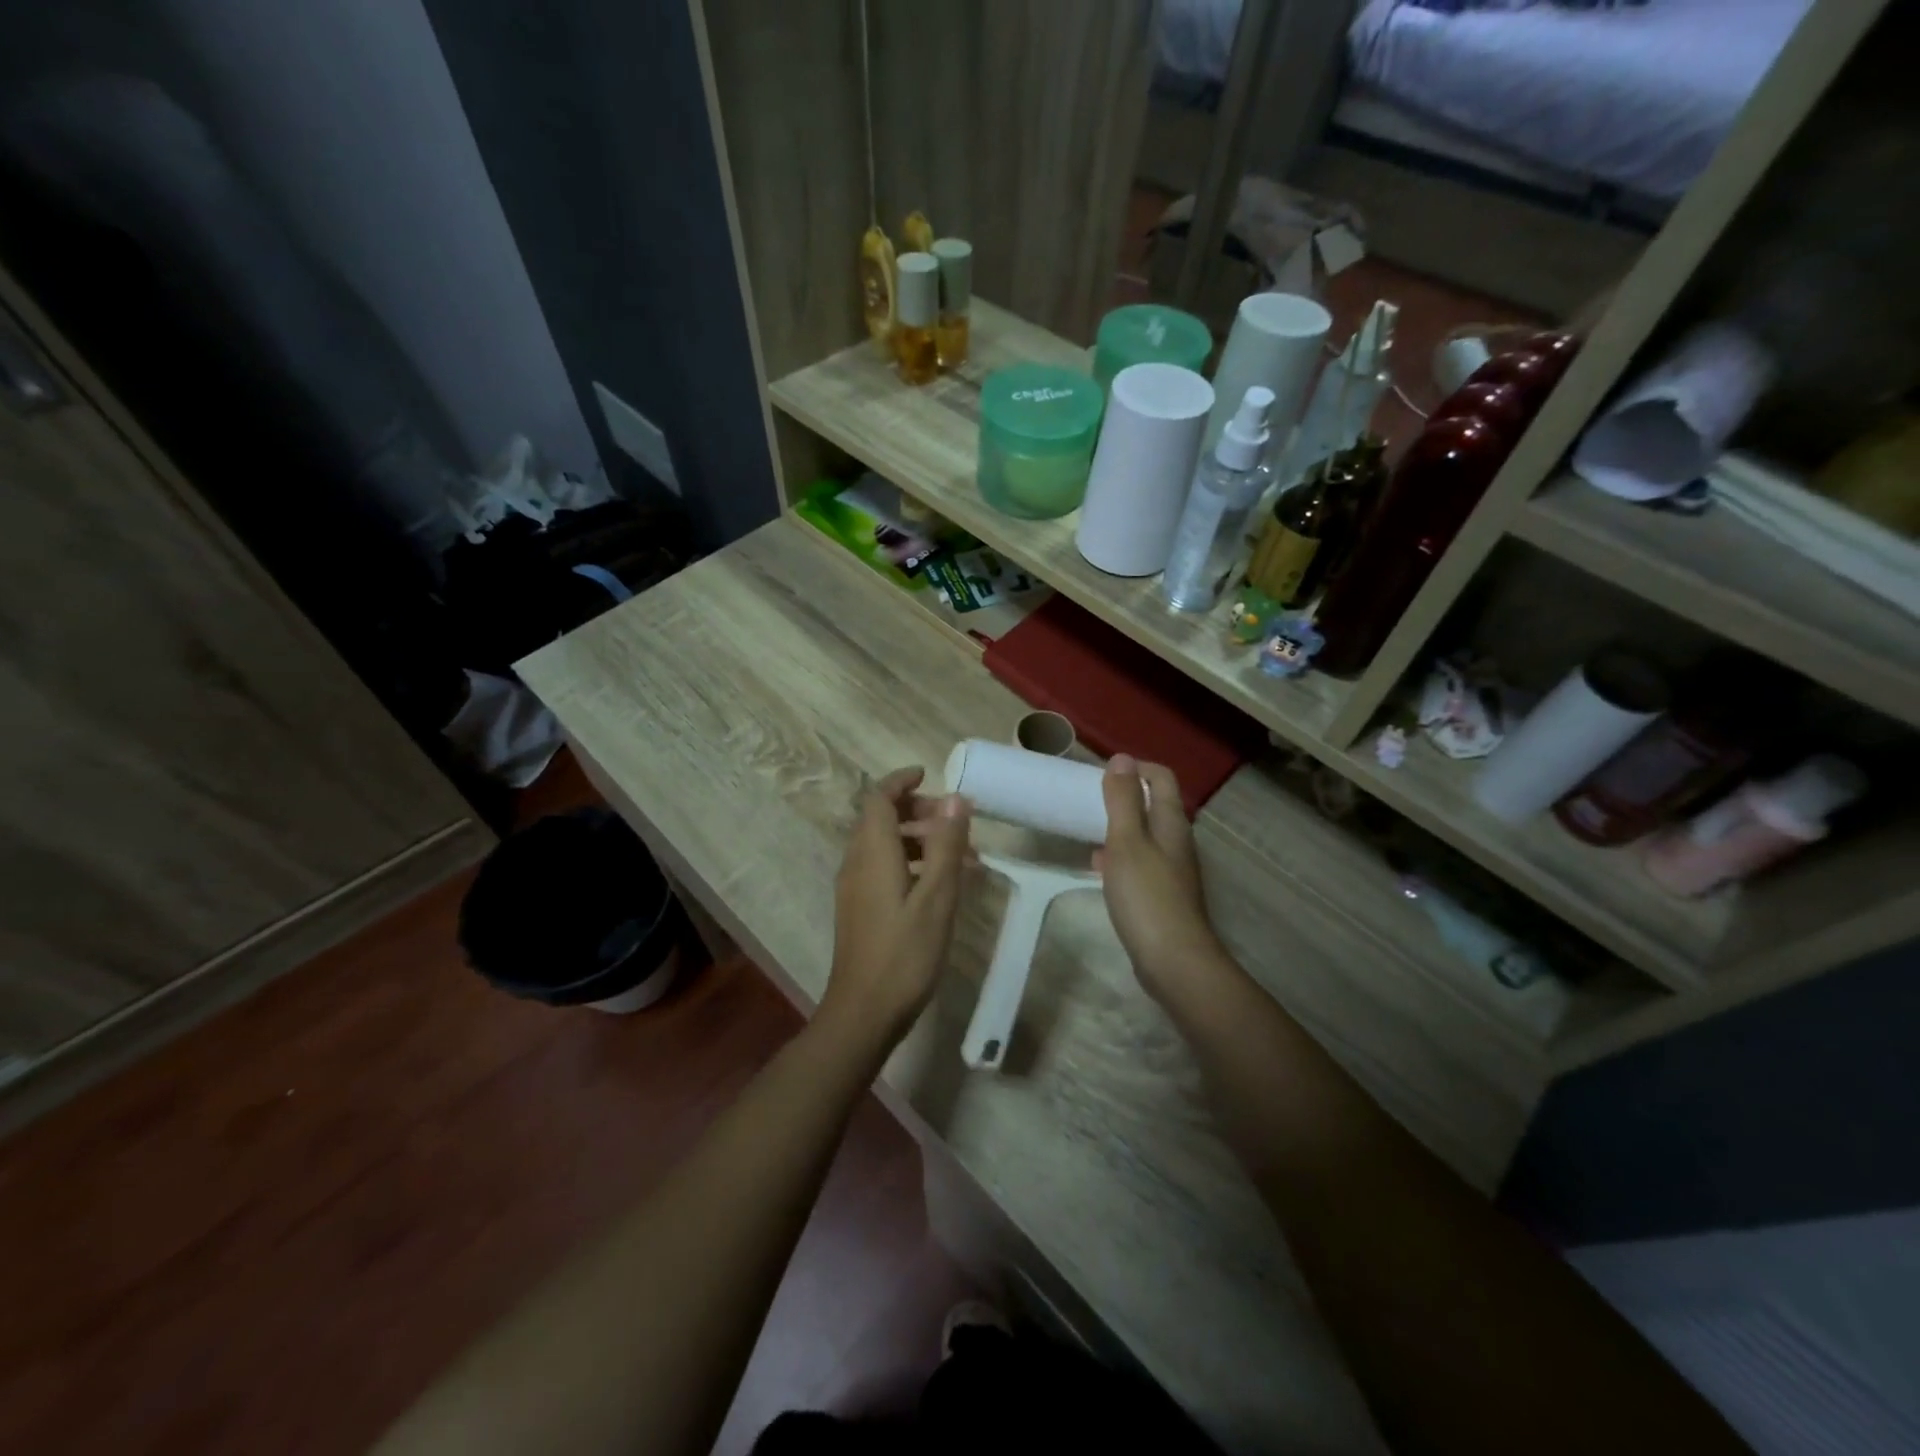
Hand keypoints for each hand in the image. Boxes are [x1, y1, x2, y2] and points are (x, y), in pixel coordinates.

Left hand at [820, 767, 971, 1049]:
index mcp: (872, 853)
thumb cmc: (904, 954)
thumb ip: (946, 845)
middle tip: (956, 821)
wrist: (863, 1012)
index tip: (929, 775)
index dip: (901, 781)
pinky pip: (883, 868)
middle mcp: (856, 863)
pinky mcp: (859, 909)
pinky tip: (941, 886)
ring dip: (919, 840)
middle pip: (880, 819)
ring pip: (884, 845)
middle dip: (917, 811)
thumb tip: (955, 798)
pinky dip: (911, 863)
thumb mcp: (937, 897)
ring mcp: (854, 888)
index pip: (878, 798)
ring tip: (961, 857)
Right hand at [1097, 756, 1230, 1006]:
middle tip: (1090, 800)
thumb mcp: (1127, 841)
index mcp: (1172, 823)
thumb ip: (1123, 800)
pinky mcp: (1164, 895)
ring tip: (1089, 830)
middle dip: (1125, 797)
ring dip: (1120, 827)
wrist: (1173, 960)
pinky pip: (1141, 862)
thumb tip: (1121, 758)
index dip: (1136, 768)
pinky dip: (1120, 856)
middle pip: (1155, 806)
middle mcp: (1178, 841)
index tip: (1102, 773)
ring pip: (1146, 835)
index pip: (1161, 778)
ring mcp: (1173, 870)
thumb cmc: (1147, 895)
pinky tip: (1100, 868)